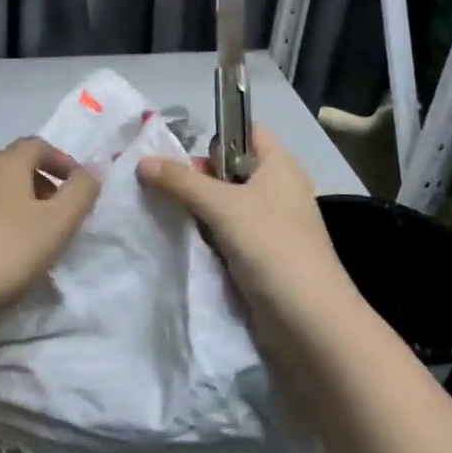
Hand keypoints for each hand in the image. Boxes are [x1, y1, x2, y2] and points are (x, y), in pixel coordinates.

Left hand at [0, 137, 100, 327]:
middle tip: (54, 214)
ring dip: (9, 203)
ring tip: (23, 236)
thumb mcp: (58, 223)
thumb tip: (90, 170)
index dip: (62, 161)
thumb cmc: (7, 252)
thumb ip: (81, 191)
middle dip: (37, 183)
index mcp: (5, 163)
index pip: (38, 145)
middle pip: (12, 165)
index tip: (77, 188)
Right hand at [136, 126, 356, 330]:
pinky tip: (183, 243)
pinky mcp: (263, 256)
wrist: (309, 320)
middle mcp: (278, 190)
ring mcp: (272, 225)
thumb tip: (142, 162)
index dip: (216, 136)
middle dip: (196, 177)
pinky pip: (228, 235)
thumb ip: (181, 182)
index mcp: (280, 165)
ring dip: (198, 210)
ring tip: (164, 215)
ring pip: (226, 205)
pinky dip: (207, 237)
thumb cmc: (271, 246)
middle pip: (230, 169)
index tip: (180, 154)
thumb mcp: (222, 206)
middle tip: (163, 188)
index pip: (247, 132)